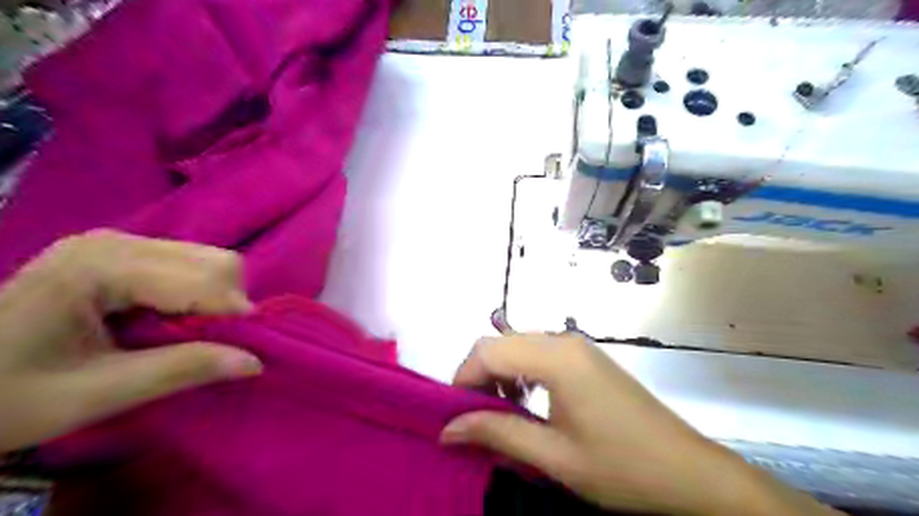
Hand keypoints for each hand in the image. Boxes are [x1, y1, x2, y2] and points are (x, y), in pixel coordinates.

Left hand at [0, 231, 261, 451]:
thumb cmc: (5, 397)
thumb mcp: (95, 394)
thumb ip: (181, 370)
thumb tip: (255, 361)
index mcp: (101, 266)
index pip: (204, 277)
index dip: (234, 314)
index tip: (246, 350)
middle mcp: (115, 241)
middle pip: (214, 261)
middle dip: (227, 304)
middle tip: (209, 344)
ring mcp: (117, 243)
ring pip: (208, 260)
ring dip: (216, 299)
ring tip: (189, 334)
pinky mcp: (119, 253)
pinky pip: (189, 265)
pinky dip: (200, 294)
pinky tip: (172, 319)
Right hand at [438, 335, 837, 515]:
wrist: (689, 471)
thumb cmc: (622, 467)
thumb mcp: (554, 457)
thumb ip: (497, 433)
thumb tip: (448, 429)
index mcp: (556, 358)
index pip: (488, 351)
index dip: (463, 379)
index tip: (455, 416)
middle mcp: (564, 340)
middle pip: (500, 343)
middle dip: (478, 376)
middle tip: (476, 418)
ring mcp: (578, 346)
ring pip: (518, 346)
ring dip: (499, 374)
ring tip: (501, 413)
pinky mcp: (586, 356)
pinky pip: (539, 353)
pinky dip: (521, 372)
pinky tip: (528, 402)